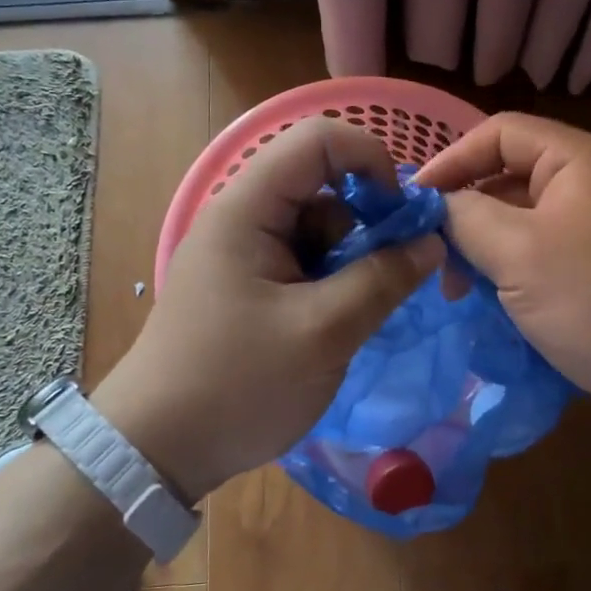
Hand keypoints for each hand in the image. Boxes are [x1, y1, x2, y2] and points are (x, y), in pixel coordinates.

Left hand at [93, 119, 443, 499]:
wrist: (158, 449)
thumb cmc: (237, 384)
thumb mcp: (324, 332)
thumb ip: (384, 279)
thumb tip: (433, 241)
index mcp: (247, 208)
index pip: (319, 140)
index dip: (371, 160)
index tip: (401, 216)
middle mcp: (242, 216)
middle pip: (322, 185)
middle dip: (365, 223)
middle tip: (388, 278)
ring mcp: (242, 251)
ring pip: (318, 227)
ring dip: (349, 261)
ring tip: (352, 317)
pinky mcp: (247, 283)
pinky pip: (303, 260)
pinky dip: (330, 283)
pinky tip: (334, 325)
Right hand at [415, 112, 590, 448]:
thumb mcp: (518, 253)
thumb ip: (465, 217)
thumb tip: (435, 205)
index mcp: (580, 161)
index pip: (500, 133)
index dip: (452, 159)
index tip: (415, 202)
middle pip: (510, 176)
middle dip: (465, 211)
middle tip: (432, 255)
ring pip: (522, 222)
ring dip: (484, 248)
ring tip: (456, 289)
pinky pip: (541, 256)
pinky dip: (510, 272)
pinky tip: (488, 303)